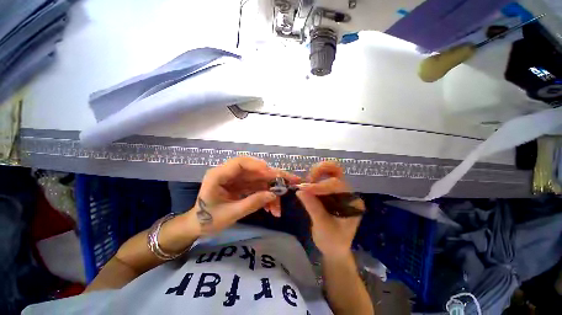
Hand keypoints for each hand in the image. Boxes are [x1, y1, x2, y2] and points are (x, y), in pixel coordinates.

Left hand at [190, 156, 299, 235]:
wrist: (198, 225)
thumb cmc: (208, 220)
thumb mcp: (230, 214)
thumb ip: (252, 203)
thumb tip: (273, 195)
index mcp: (218, 175)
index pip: (240, 163)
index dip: (258, 166)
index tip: (273, 174)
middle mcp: (229, 173)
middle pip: (254, 169)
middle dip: (272, 177)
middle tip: (290, 182)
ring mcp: (237, 179)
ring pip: (259, 179)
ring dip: (271, 190)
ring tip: (279, 207)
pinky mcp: (242, 185)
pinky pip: (258, 186)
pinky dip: (266, 195)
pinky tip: (272, 208)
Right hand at [296, 161, 364, 257]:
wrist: (334, 250)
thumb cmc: (332, 241)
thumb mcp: (322, 226)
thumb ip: (312, 206)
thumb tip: (299, 190)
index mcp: (352, 202)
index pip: (337, 185)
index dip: (319, 185)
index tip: (304, 188)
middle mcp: (347, 193)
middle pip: (336, 171)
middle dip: (321, 170)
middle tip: (308, 178)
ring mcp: (338, 191)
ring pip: (329, 172)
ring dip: (316, 173)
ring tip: (305, 183)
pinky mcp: (330, 193)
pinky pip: (322, 179)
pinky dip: (313, 179)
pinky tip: (306, 186)